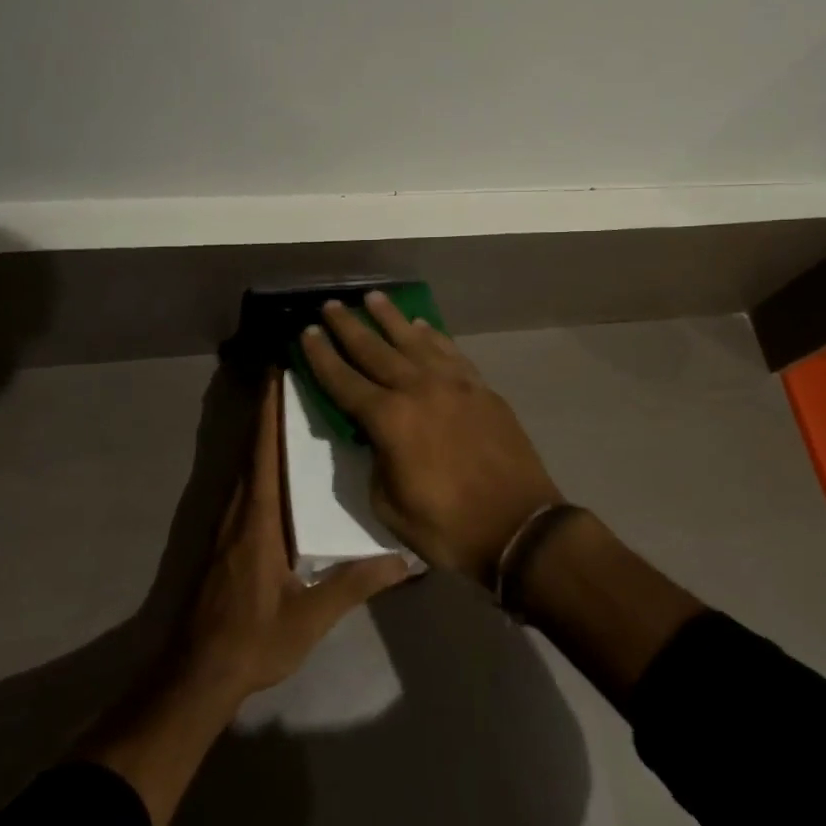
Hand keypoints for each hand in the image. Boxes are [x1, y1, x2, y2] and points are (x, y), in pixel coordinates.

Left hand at [178, 369, 408, 698]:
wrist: (197, 673)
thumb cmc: (253, 639)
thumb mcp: (310, 616)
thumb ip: (355, 583)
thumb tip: (405, 559)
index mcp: (258, 519)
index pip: (263, 451)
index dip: (269, 410)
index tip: (278, 372)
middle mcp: (239, 510)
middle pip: (253, 448)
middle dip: (270, 411)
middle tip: (298, 379)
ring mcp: (227, 523)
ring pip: (246, 464)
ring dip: (264, 432)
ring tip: (294, 409)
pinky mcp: (225, 538)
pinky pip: (245, 484)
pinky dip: (260, 459)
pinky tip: (281, 464)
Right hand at [301, 292, 564, 585]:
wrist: (519, 527)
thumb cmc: (448, 527)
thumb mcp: (390, 506)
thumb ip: (376, 462)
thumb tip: (376, 438)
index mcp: (389, 420)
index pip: (344, 381)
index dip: (322, 357)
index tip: (306, 333)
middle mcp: (418, 389)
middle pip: (375, 350)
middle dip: (349, 326)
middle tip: (331, 305)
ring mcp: (454, 384)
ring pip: (414, 340)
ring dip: (390, 318)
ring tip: (373, 297)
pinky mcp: (481, 388)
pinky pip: (450, 352)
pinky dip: (432, 336)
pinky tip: (422, 325)